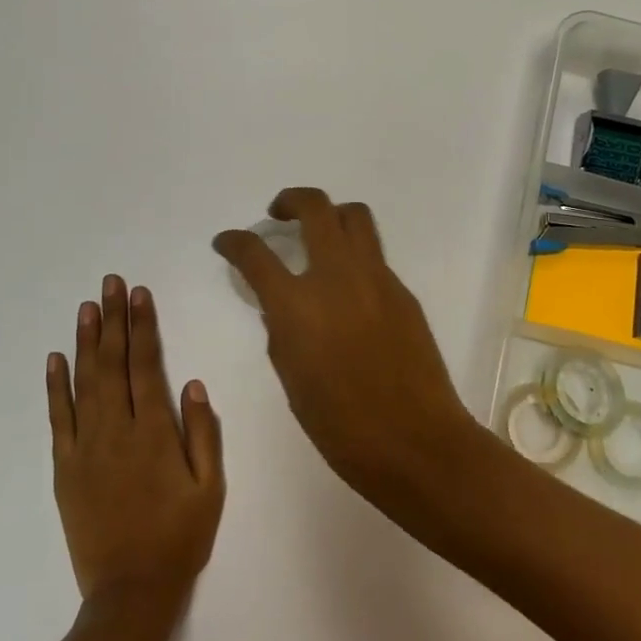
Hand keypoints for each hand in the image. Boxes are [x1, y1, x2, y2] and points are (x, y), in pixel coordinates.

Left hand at [47, 276, 223, 622]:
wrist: (129, 594)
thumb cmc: (179, 538)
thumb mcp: (210, 488)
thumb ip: (204, 433)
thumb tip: (194, 384)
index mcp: (154, 433)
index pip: (146, 365)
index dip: (142, 326)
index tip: (139, 294)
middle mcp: (116, 431)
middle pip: (113, 363)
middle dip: (113, 320)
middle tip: (110, 283)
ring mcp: (85, 448)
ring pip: (84, 382)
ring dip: (86, 342)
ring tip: (86, 307)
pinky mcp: (65, 468)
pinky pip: (58, 419)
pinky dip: (55, 387)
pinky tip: (56, 359)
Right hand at [212, 188, 479, 500]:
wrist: (415, 440)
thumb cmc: (341, 425)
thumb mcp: (292, 378)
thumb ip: (282, 330)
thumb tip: (282, 306)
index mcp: (298, 305)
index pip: (255, 253)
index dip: (234, 241)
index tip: (226, 241)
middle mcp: (337, 276)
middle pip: (315, 207)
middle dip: (290, 200)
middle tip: (278, 214)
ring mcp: (376, 278)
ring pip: (354, 217)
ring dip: (330, 215)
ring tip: (318, 235)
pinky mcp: (402, 291)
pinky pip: (374, 256)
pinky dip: (354, 256)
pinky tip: (348, 288)